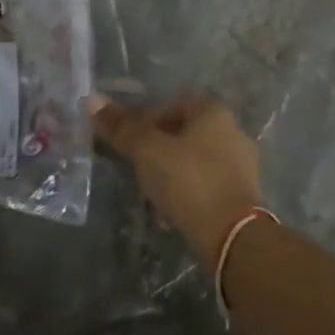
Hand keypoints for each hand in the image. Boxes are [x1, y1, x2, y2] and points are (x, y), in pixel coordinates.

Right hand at [91, 96, 261, 267]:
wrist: (232, 235)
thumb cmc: (188, 181)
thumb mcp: (147, 151)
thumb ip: (121, 127)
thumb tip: (92, 98)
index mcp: (213, 111)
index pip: (169, 106)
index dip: (143, 121)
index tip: (127, 143)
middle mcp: (232, 130)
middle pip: (183, 132)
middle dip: (158, 147)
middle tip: (136, 167)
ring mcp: (242, 163)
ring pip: (195, 159)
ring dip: (172, 170)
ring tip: (151, 191)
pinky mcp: (243, 193)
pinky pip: (207, 183)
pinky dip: (189, 190)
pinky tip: (173, 208)